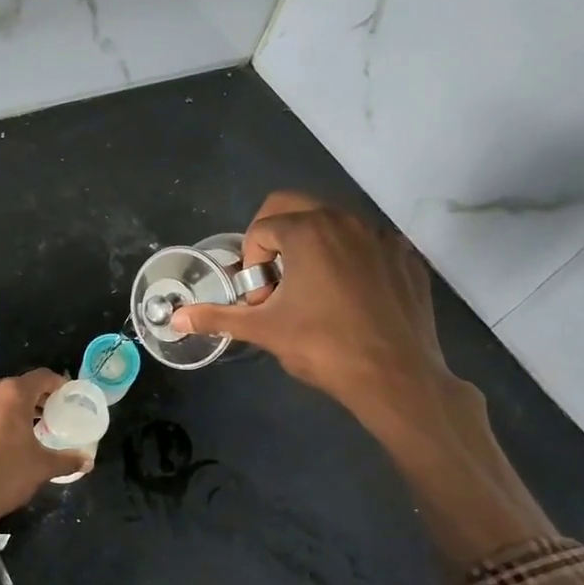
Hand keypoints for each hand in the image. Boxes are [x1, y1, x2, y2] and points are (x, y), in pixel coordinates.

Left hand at [0, 370, 87, 543]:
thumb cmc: (3, 476)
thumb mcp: (40, 468)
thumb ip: (67, 460)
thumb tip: (88, 462)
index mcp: (12, 393)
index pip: (43, 377)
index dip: (59, 385)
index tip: (68, 398)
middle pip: (19, 386)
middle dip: (37, 399)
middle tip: (52, 416)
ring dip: (14, 409)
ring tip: (29, 429)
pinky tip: (2, 440)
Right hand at [170, 192, 453, 424]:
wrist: (395, 377)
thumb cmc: (323, 347)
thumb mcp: (264, 330)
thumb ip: (217, 317)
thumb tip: (176, 318)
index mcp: (308, 232)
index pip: (261, 229)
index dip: (251, 264)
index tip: (261, 299)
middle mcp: (346, 221)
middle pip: (294, 207)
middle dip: (275, 237)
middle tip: (276, 280)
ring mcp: (382, 237)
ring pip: (334, 223)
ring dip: (312, 246)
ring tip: (312, 292)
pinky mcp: (407, 257)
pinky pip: (368, 245)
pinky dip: (350, 260)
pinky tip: (351, 299)